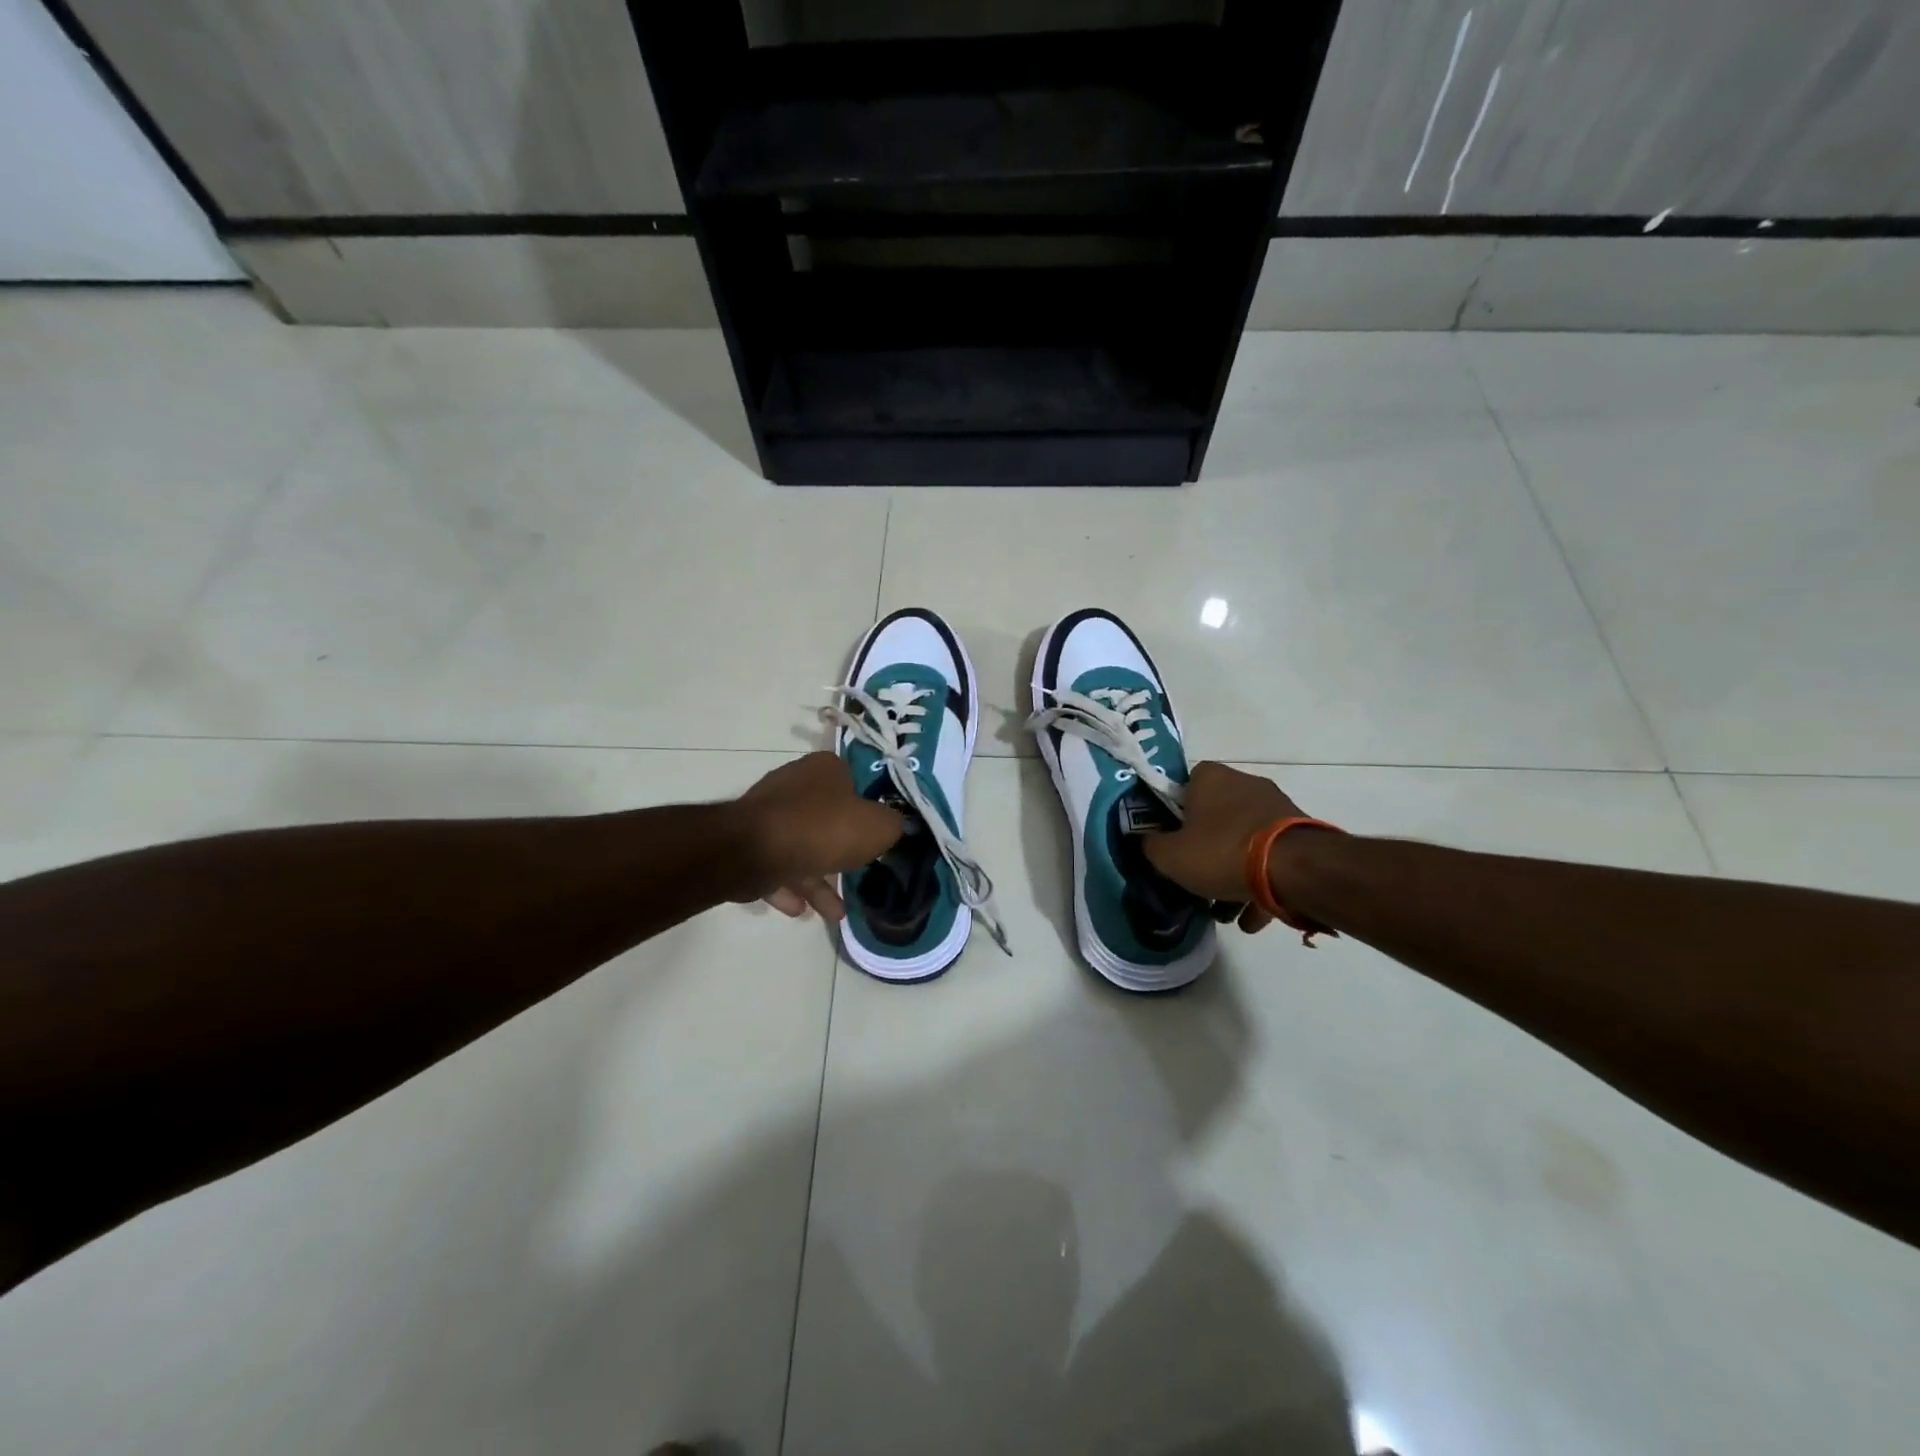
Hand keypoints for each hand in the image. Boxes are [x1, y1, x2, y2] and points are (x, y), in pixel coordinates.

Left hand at [734, 752, 903, 921]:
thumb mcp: (877, 827)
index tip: (879, 833)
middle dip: (843, 849)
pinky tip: (802, 911)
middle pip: (828, 817)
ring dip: (818, 879)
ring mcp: (769, 814)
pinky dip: (791, 887)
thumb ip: (893, 825)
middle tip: (859, 872)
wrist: (754, 851)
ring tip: (836, 912)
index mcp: (825, 768)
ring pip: (802, 846)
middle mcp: (795, 784)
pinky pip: (777, 865)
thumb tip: (894, 825)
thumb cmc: (823, 829)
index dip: (870, 807)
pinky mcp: (749, 842)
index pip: (855, 781)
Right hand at [1144, 762, 1305, 932]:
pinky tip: (1251, 917)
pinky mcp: (1301, 834)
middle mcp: (1245, 783)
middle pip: (1215, 816)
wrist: (1297, 870)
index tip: (1171, 840)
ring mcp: (1276, 807)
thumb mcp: (1170, 856)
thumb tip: (1149, 841)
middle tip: (1196, 877)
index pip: (1184, 785)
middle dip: (1205, 849)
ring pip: (1244, 841)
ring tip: (1225, 909)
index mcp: (1211, 778)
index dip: (1174, 813)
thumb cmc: (1223, 853)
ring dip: (1233, 873)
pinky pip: (1270, 858)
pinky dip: (1260, 884)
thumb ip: (1151, 846)